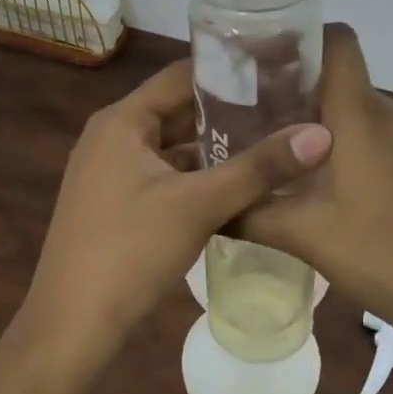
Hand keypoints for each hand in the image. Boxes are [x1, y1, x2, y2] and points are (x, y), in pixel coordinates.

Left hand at [22, 58, 332, 357]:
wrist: (72, 325)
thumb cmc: (130, 251)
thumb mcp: (199, 205)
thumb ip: (259, 168)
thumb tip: (321, 134)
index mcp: (122, 121)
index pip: (181, 75)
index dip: (228, 69)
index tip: (277, 68)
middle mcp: (113, 136)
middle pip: (177, 109)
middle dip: (229, 109)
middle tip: (285, 105)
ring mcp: (111, 171)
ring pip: (173, 145)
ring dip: (215, 145)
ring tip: (272, 138)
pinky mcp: (117, 202)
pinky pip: (165, 174)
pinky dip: (198, 175)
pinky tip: (238, 182)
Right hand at [239, 25, 392, 361]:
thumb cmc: (382, 253)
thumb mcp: (303, 234)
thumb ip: (249, 213)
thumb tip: (208, 207)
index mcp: (360, 112)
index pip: (336, 39)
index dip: (297, 36)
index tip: (256, 58)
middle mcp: (389, 112)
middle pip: (338, 76)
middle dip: (292, 89)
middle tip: (247, 115)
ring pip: (355, 110)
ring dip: (316, 123)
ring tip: (276, 154)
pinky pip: (375, 136)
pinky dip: (344, 145)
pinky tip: (323, 186)